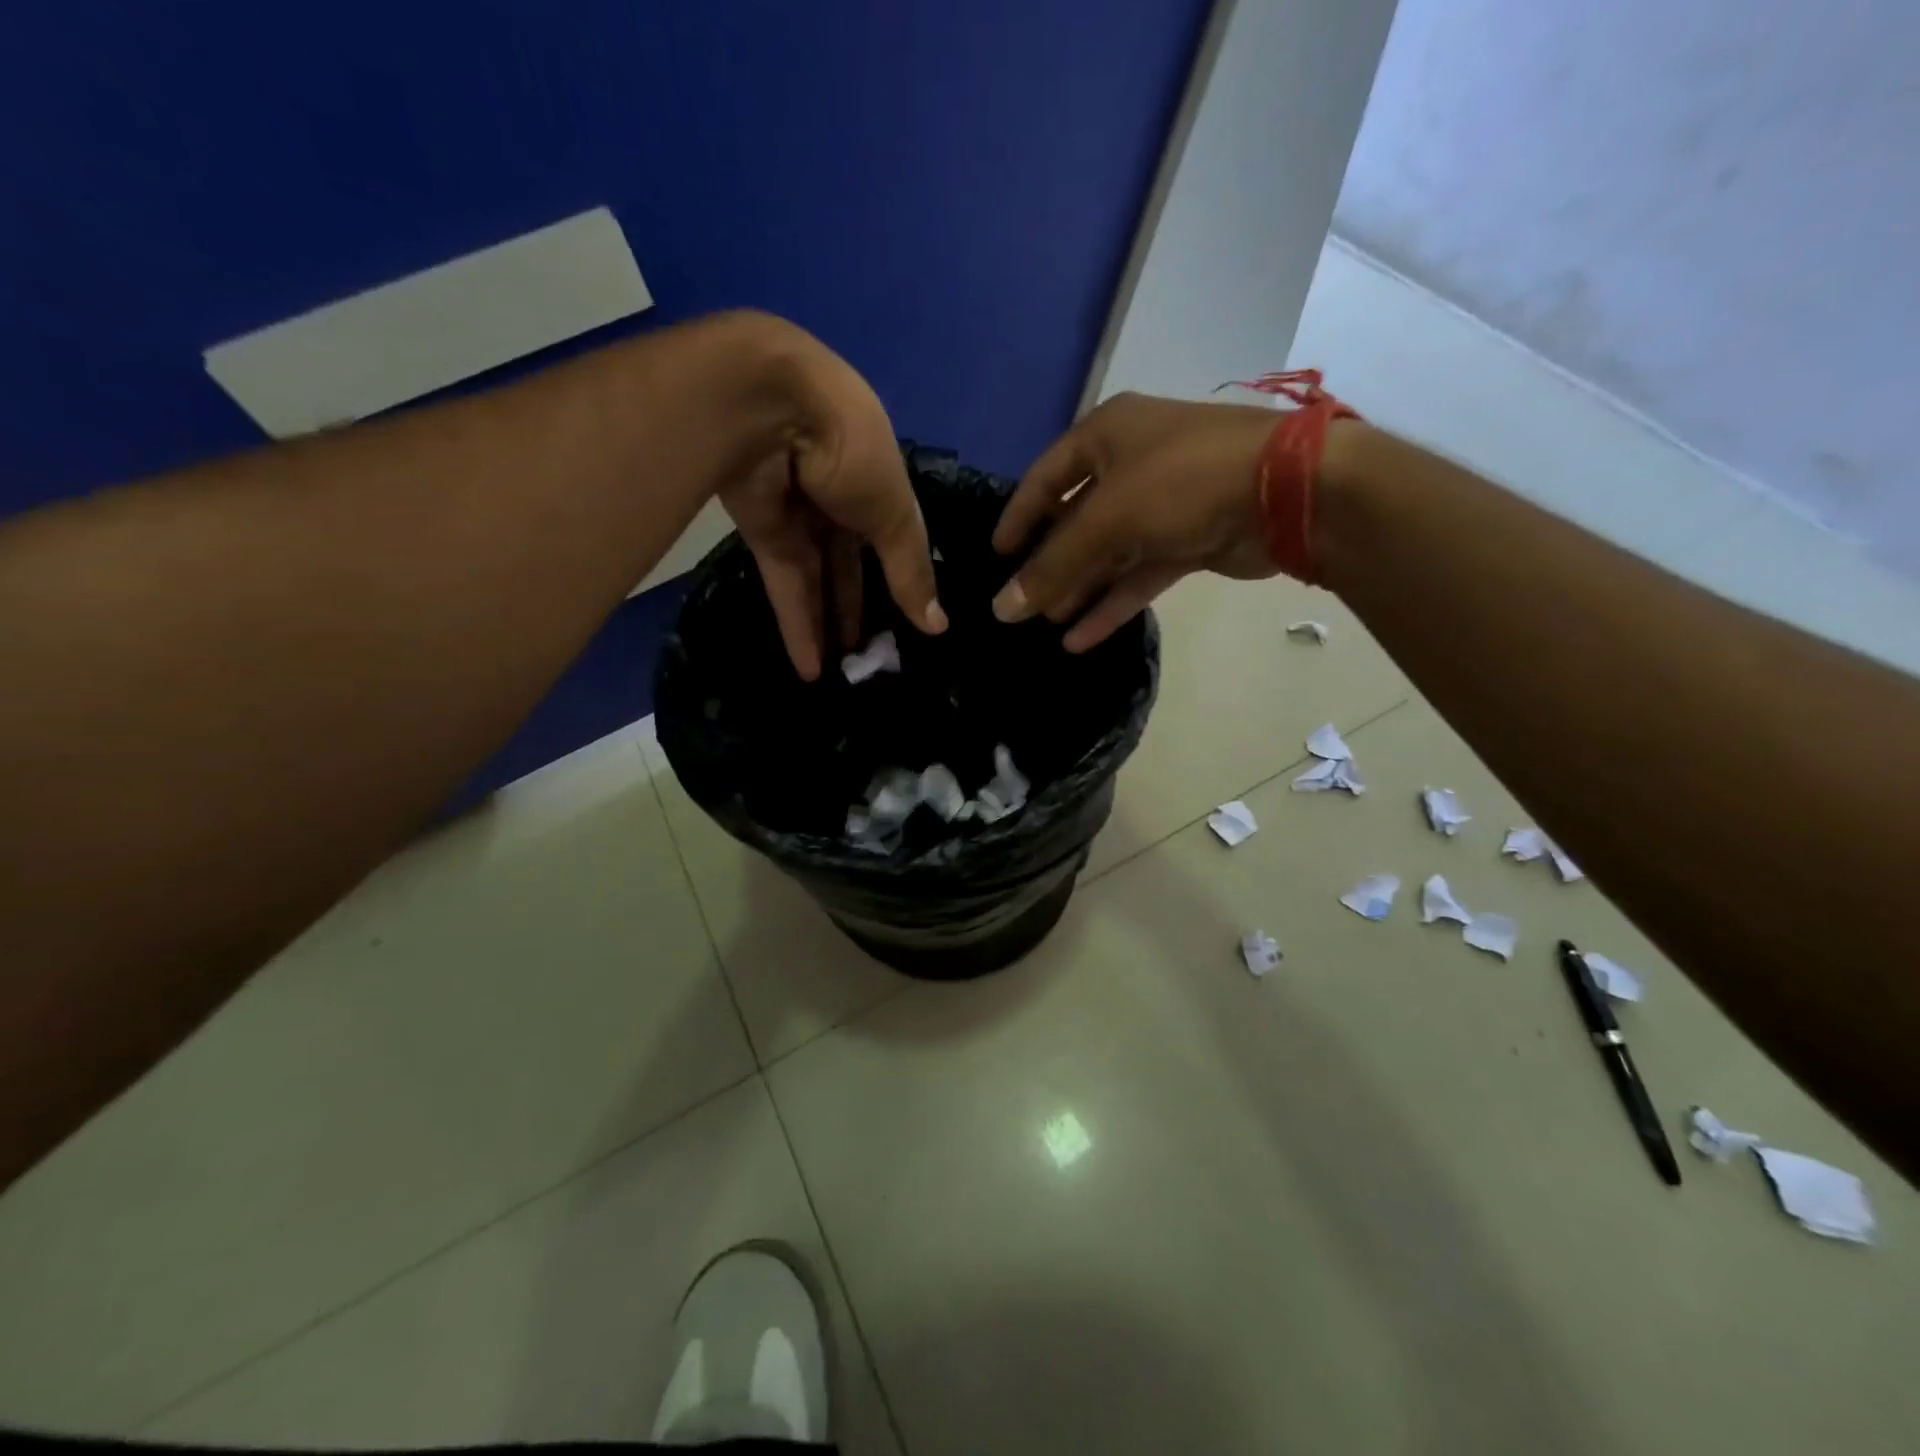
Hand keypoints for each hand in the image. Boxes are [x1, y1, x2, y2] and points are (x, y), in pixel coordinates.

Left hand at [718, 320, 944, 679]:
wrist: (769, 407)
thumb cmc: (850, 448)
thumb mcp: (893, 512)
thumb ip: (910, 571)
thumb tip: (937, 627)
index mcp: (878, 482)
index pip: (894, 539)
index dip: (902, 580)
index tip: (912, 623)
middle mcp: (839, 498)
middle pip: (852, 565)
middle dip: (860, 609)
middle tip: (871, 658)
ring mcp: (799, 515)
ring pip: (817, 580)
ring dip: (828, 626)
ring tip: (840, 676)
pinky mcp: (762, 533)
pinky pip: (786, 585)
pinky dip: (797, 625)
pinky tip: (810, 668)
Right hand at [989, 392, 1280, 650]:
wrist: (1289, 491)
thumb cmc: (1181, 482)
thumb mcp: (1107, 520)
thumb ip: (1053, 566)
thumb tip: (1002, 608)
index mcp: (1107, 434)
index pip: (1046, 476)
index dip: (1019, 516)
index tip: (996, 556)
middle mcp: (1132, 462)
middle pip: (1077, 519)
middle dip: (1050, 563)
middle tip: (1021, 602)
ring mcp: (1164, 503)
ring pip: (1109, 551)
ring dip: (1079, 588)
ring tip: (1046, 625)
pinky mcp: (1189, 539)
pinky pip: (1139, 573)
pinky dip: (1112, 603)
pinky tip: (1081, 638)